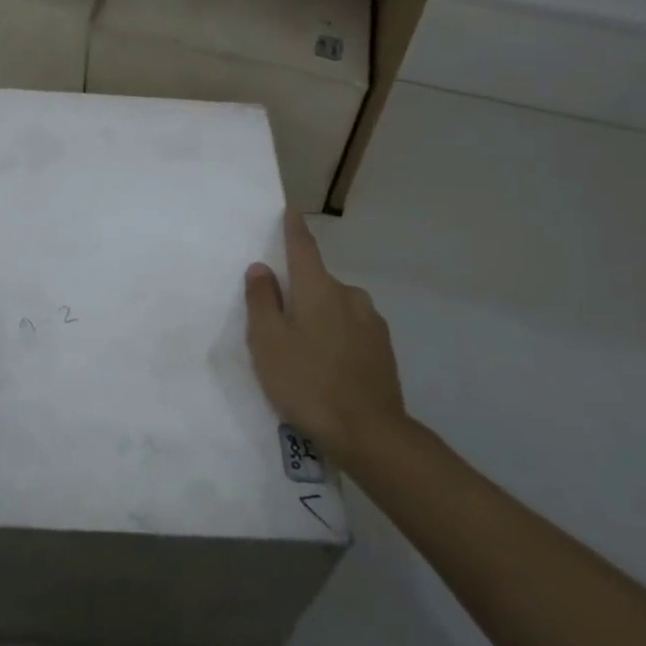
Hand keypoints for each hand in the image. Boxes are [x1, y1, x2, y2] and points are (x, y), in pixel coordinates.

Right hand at [245, 212, 405, 472]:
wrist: (370, 434)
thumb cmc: (308, 382)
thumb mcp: (268, 342)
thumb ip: (262, 301)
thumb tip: (262, 269)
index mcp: (319, 288)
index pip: (303, 247)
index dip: (293, 228)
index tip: (290, 211)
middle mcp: (350, 296)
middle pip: (319, 283)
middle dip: (301, 291)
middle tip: (281, 320)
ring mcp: (372, 324)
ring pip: (337, 308)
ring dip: (321, 318)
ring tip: (304, 351)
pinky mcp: (384, 351)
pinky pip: (352, 332)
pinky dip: (337, 339)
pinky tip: (328, 368)